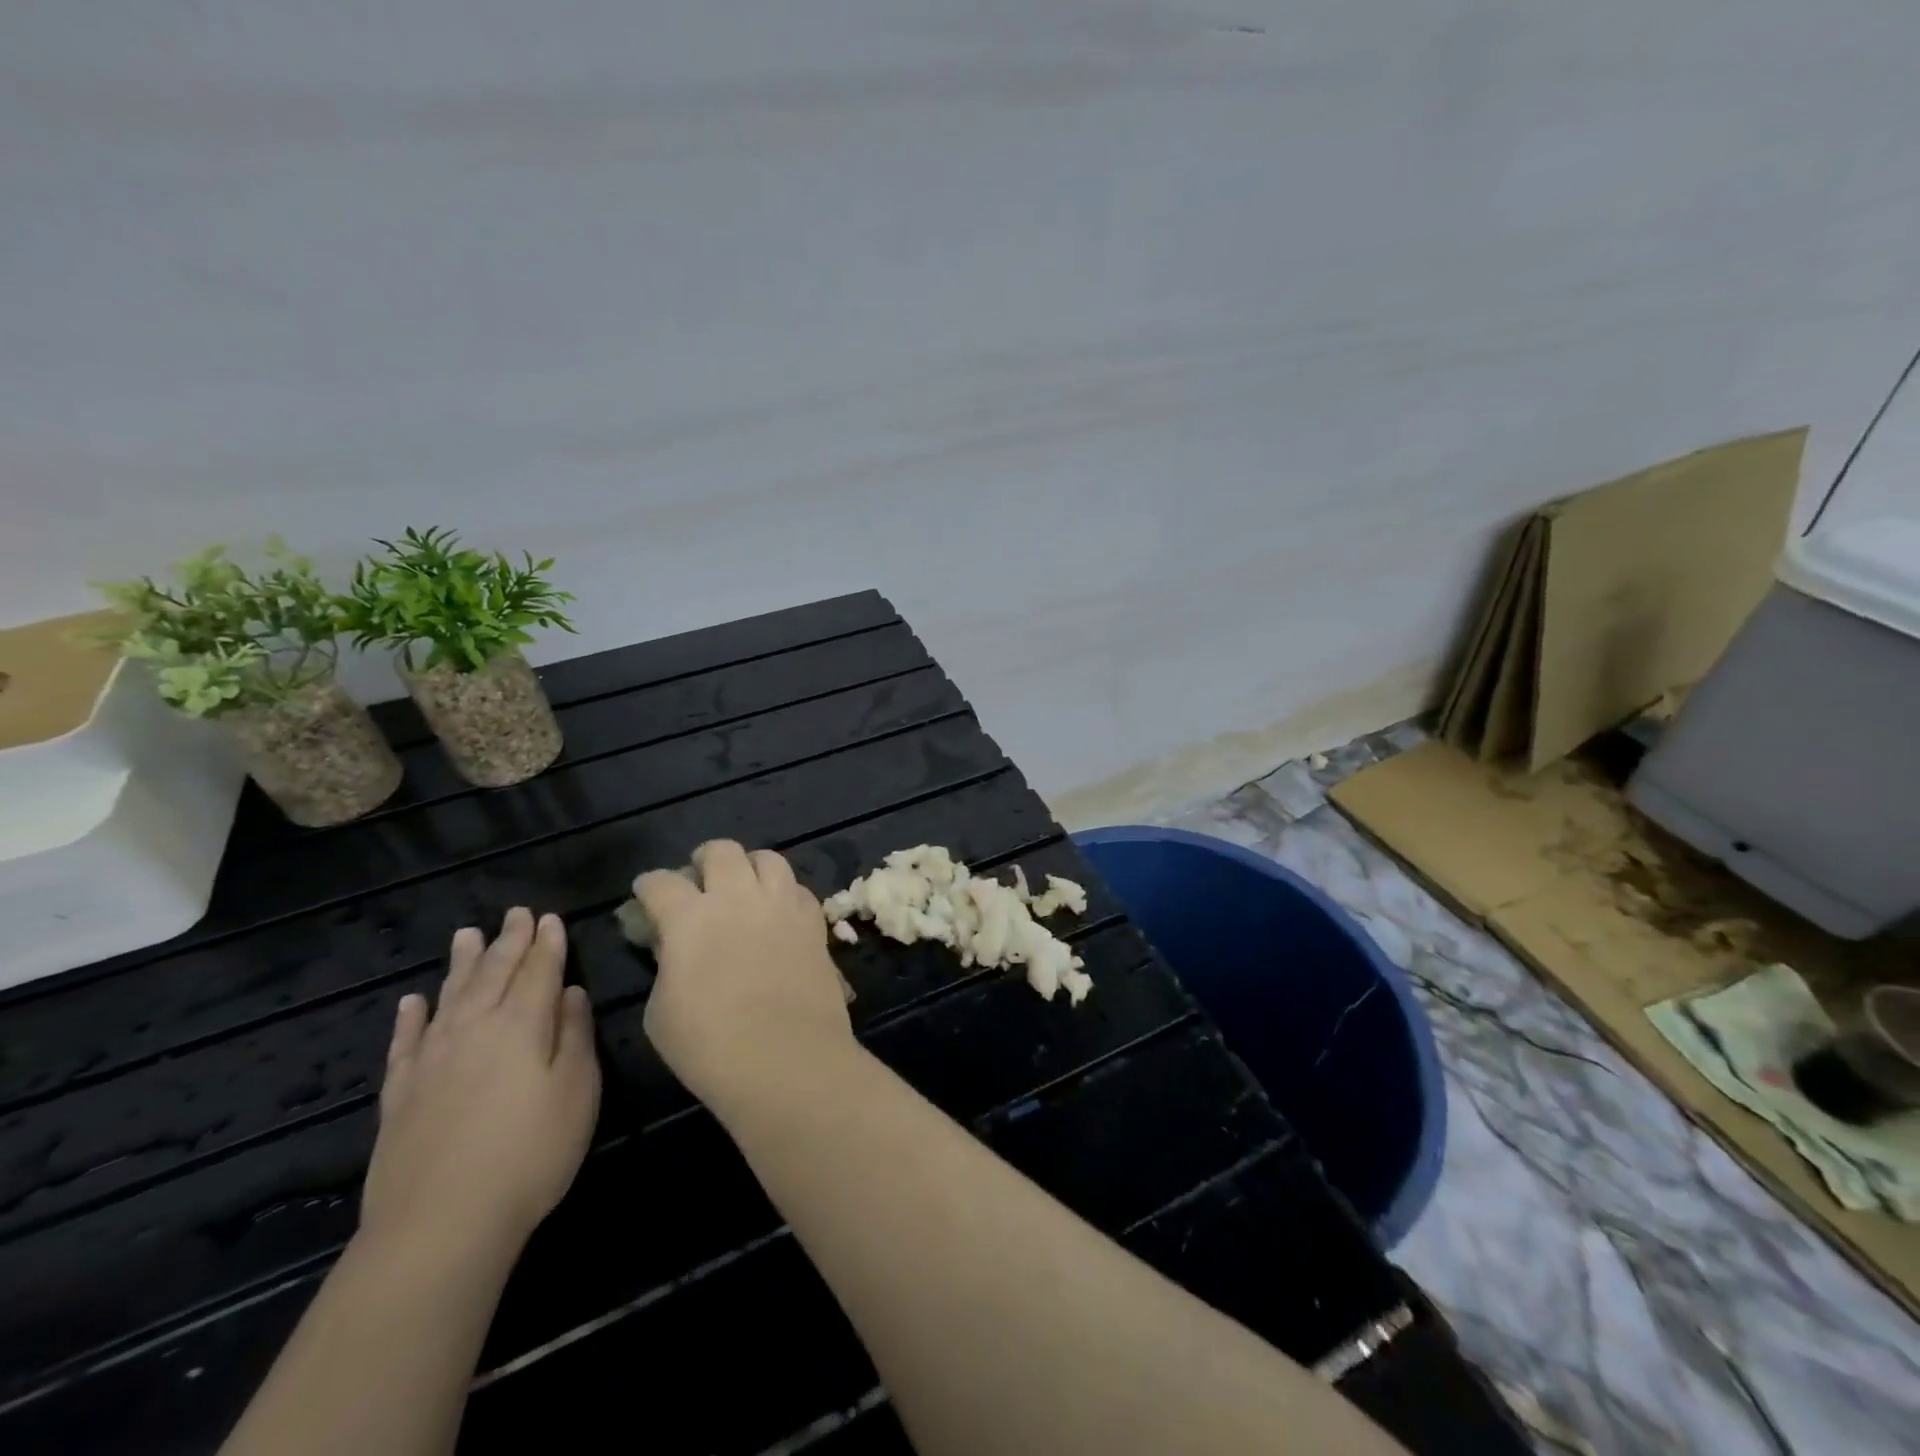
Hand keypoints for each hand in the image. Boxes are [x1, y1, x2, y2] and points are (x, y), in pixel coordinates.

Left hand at [362, 908, 601, 1262]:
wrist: (440, 1225)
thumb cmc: (530, 1154)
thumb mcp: (577, 1092)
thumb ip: (574, 1036)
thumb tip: (570, 993)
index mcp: (521, 1026)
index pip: (538, 972)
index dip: (546, 944)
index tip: (550, 918)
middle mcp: (474, 1030)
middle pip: (494, 974)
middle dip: (508, 941)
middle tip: (515, 913)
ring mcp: (431, 1061)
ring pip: (449, 997)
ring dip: (461, 964)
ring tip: (466, 934)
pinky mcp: (400, 1095)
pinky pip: (404, 1043)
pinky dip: (410, 1018)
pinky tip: (411, 1001)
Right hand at [638, 840, 854, 1116]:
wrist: (787, 1059)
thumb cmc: (710, 1047)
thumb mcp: (662, 1012)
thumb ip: (666, 966)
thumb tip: (673, 945)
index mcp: (690, 918)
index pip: (661, 883)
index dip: (649, 885)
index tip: (646, 891)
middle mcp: (737, 898)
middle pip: (721, 851)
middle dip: (704, 858)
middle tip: (699, 877)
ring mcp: (781, 905)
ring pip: (767, 858)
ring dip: (750, 865)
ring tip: (744, 883)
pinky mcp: (814, 922)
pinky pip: (799, 889)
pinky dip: (784, 892)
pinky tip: (778, 910)